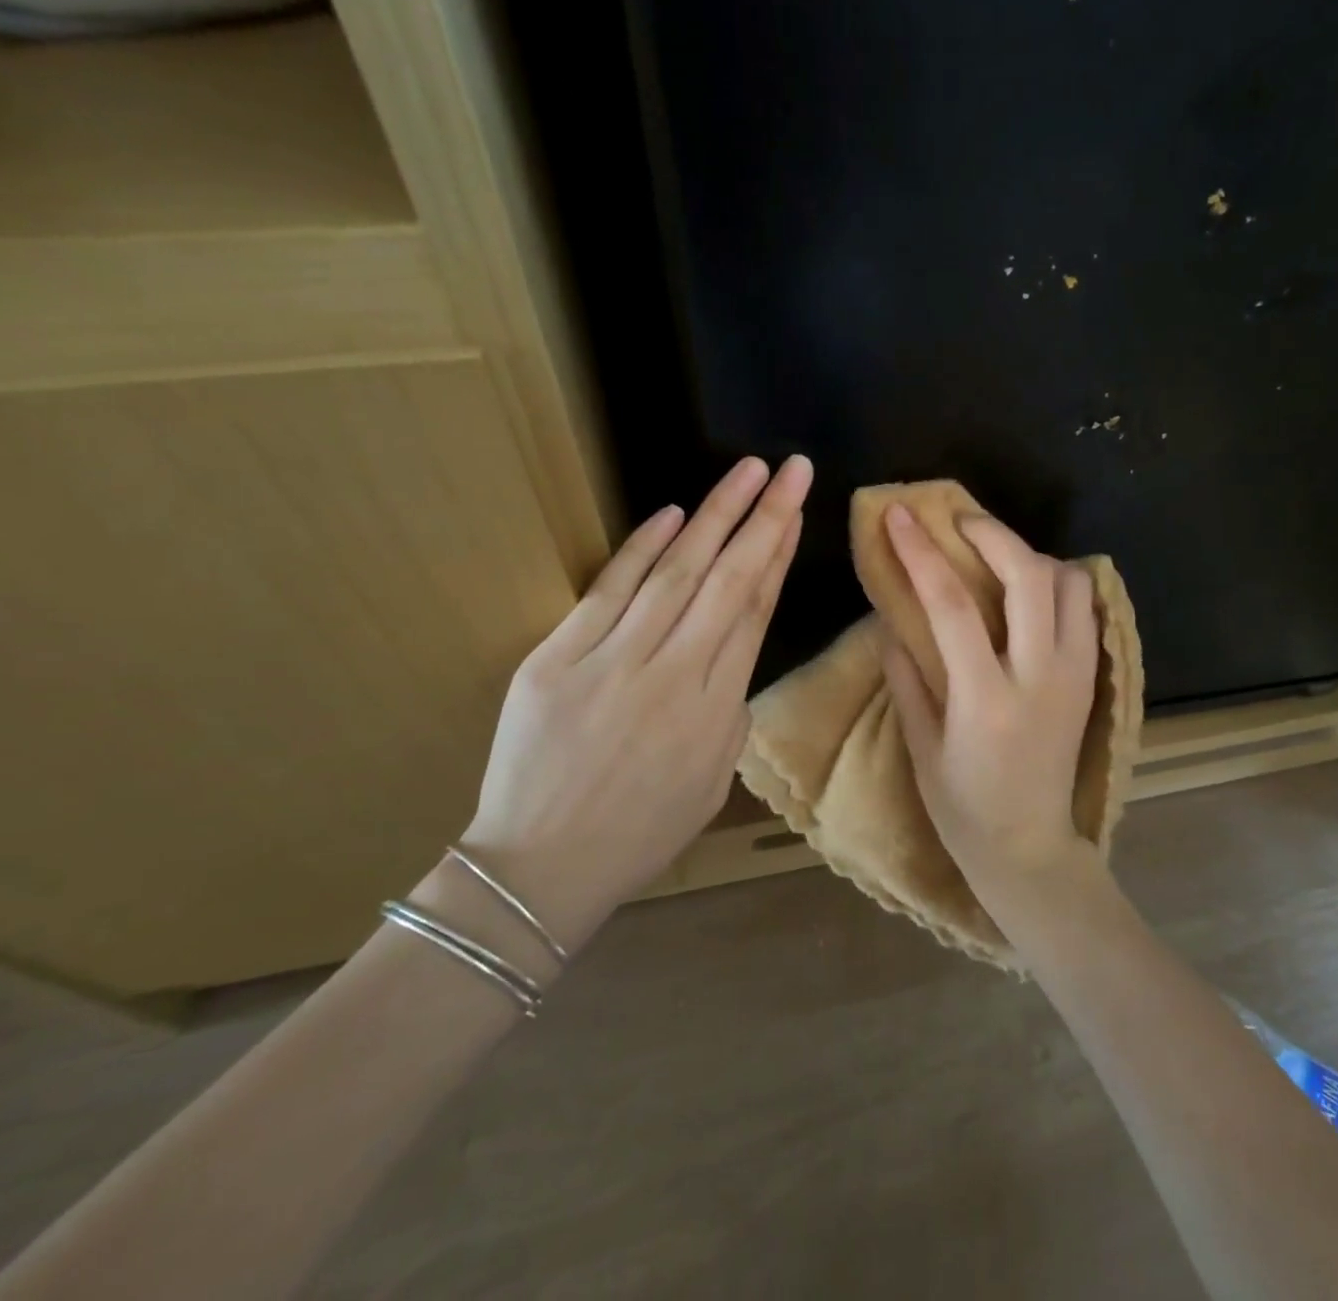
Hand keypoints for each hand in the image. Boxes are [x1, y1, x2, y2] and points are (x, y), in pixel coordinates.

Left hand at [457, 455, 810, 941]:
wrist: (542, 868)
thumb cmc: (640, 831)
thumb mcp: (712, 779)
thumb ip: (730, 710)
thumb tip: (729, 652)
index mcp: (717, 709)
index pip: (755, 611)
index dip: (778, 554)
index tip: (795, 511)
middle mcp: (674, 675)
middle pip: (728, 580)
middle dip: (764, 517)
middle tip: (790, 469)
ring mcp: (613, 663)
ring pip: (676, 574)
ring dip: (714, 516)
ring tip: (745, 472)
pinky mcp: (558, 659)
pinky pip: (608, 592)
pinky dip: (642, 549)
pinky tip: (672, 513)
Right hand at [880, 504, 1099, 902]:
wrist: (1030, 848)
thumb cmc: (963, 807)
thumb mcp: (920, 746)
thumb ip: (906, 676)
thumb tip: (892, 620)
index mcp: (986, 699)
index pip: (952, 605)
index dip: (922, 552)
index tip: (900, 514)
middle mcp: (1040, 677)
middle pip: (1029, 576)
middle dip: (993, 533)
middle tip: (959, 521)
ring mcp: (1075, 676)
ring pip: (1070, 584)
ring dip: (1032, 556)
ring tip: (996, 557)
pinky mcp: (1091, 680)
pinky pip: (1085, 609)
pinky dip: (1059, 583)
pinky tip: (1028, 590)